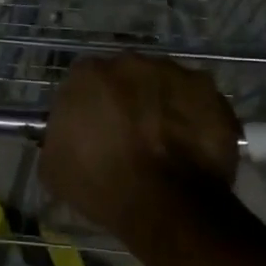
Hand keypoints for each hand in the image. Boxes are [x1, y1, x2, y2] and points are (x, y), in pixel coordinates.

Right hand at [39, 54, 240, 233]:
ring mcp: (175, 73)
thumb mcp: (54, 167)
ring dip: (162, 106)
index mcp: (88, 74)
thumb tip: (67, 135)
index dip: (91, 107)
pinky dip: (195, 119)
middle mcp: (131, 62)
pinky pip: (198, 103)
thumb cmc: (102, 184)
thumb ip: (59, 137)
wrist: (164, 203)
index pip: (84, 82)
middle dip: (127, 99)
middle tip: (131, 135)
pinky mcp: (210, 92)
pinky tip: (192, 148)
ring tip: (166, 143)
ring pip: (164, 85)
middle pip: (127, 77)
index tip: (95, 131)